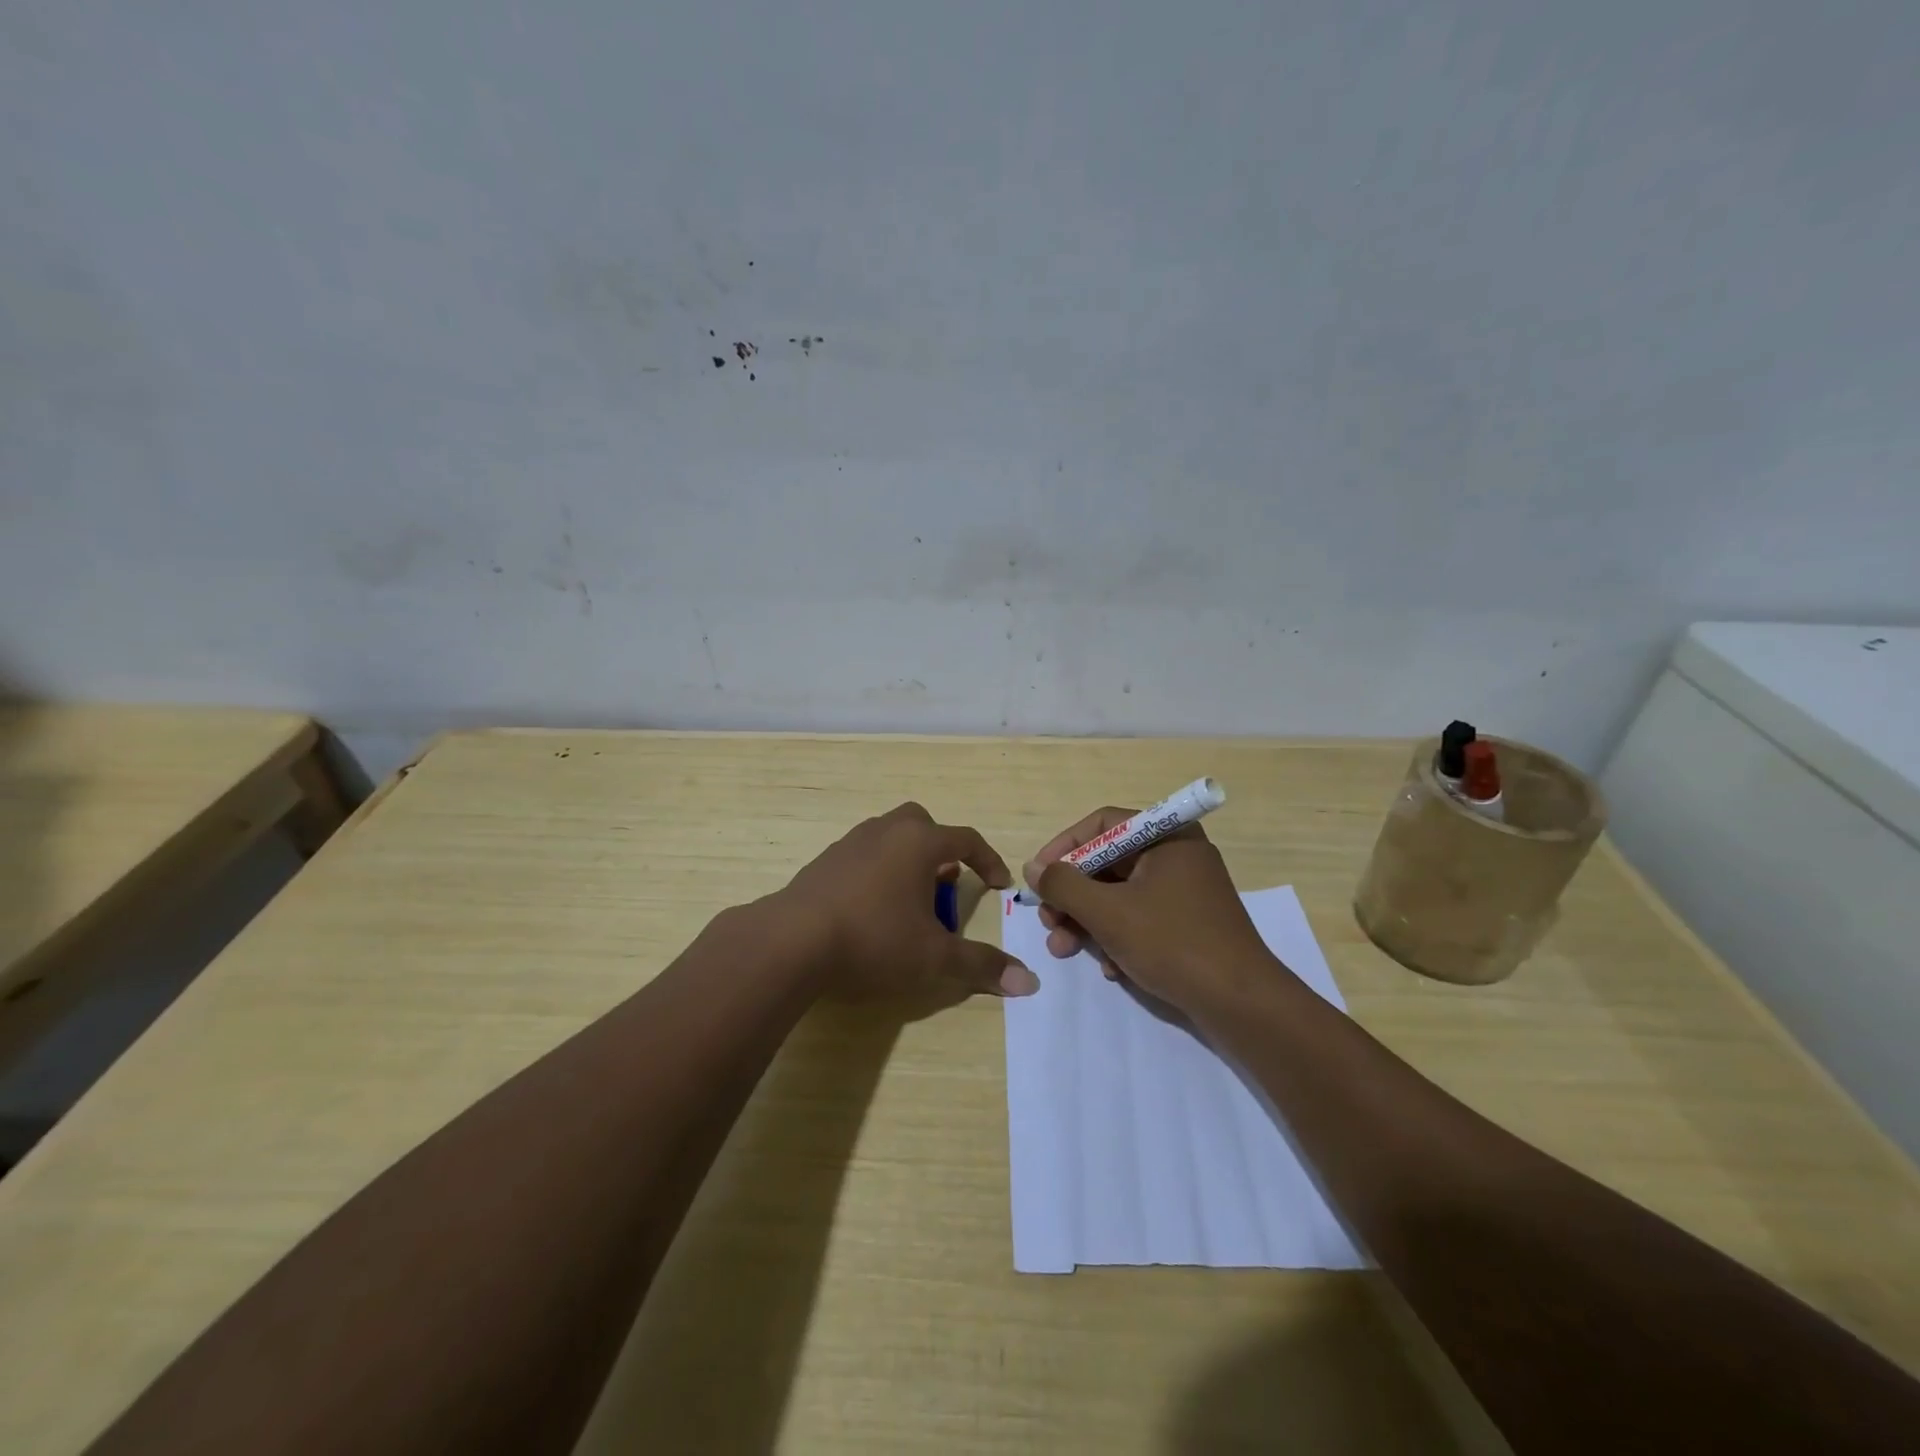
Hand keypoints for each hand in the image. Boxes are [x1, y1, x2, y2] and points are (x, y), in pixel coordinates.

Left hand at [774, 803, 1039, 1000]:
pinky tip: (872, 909)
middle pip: (924, 824)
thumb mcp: (934, 958)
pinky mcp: (824, 861)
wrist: (792, 941)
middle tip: (947, 885)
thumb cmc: (874, 939)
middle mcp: (886, 831)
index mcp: (919, 842)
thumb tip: (1029, 981)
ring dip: (908, 860)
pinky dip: (879, 871)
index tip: (999, 885)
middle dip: (942, 850)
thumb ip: (981, 966)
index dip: (988, 861)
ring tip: (911, 900)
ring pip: (890, 837)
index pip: (966, 839)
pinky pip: (864, 854)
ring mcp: (851, 843)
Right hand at [1022, 808, 1277, 1011]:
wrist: (1241, 1004)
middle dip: (1073, 895)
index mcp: (1167, 837)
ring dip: (1088, 921)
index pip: (1102, 825)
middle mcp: (1178, 855)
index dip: (1063, 848)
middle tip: (1048, 922)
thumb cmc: (1172, 943)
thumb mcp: (1107, 912)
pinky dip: (1118, 938)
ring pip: (1121, 895)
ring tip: (1064, 950)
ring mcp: (1186, 892)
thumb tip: (1035, 868)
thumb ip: (1064, 885)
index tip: (1038, 877)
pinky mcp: (1189, 924)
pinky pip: (1142, 918)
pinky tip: (1111, 969)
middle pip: (1108, 863)